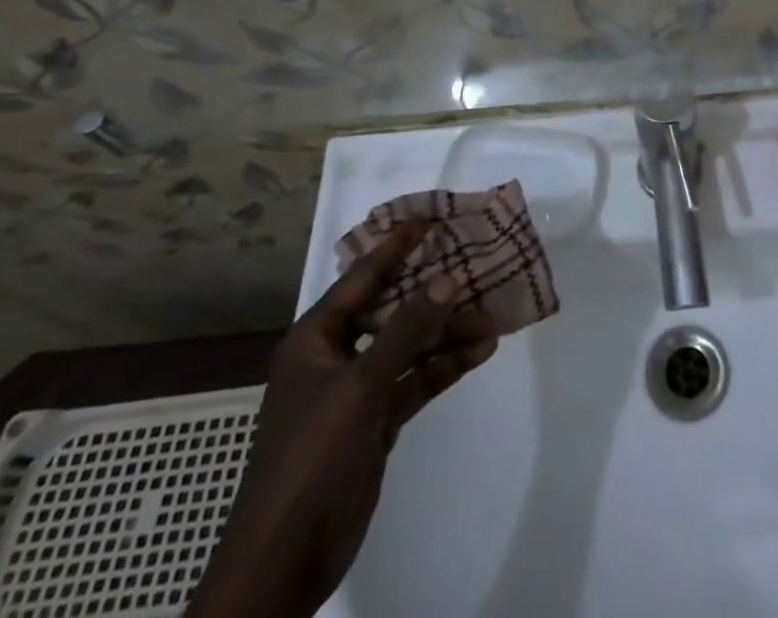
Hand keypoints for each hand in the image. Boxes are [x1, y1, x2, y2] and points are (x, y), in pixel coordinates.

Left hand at [189, 224, 498, 617]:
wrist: (285, 559)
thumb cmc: (312, 455)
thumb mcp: (360, 385)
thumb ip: (406, 330)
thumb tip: (448, 278)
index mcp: (316, 337)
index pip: (362, 277)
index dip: (396, 246)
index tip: (431, 218)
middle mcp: (337, 355)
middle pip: (392, 309)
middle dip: (433, 290)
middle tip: (475, 262)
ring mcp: (358, 390)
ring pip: (410, 345)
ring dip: (448, 332)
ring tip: (492, 314)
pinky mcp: (376, 421)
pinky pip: (416, 380)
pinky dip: (445, 366)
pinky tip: (481, 350)